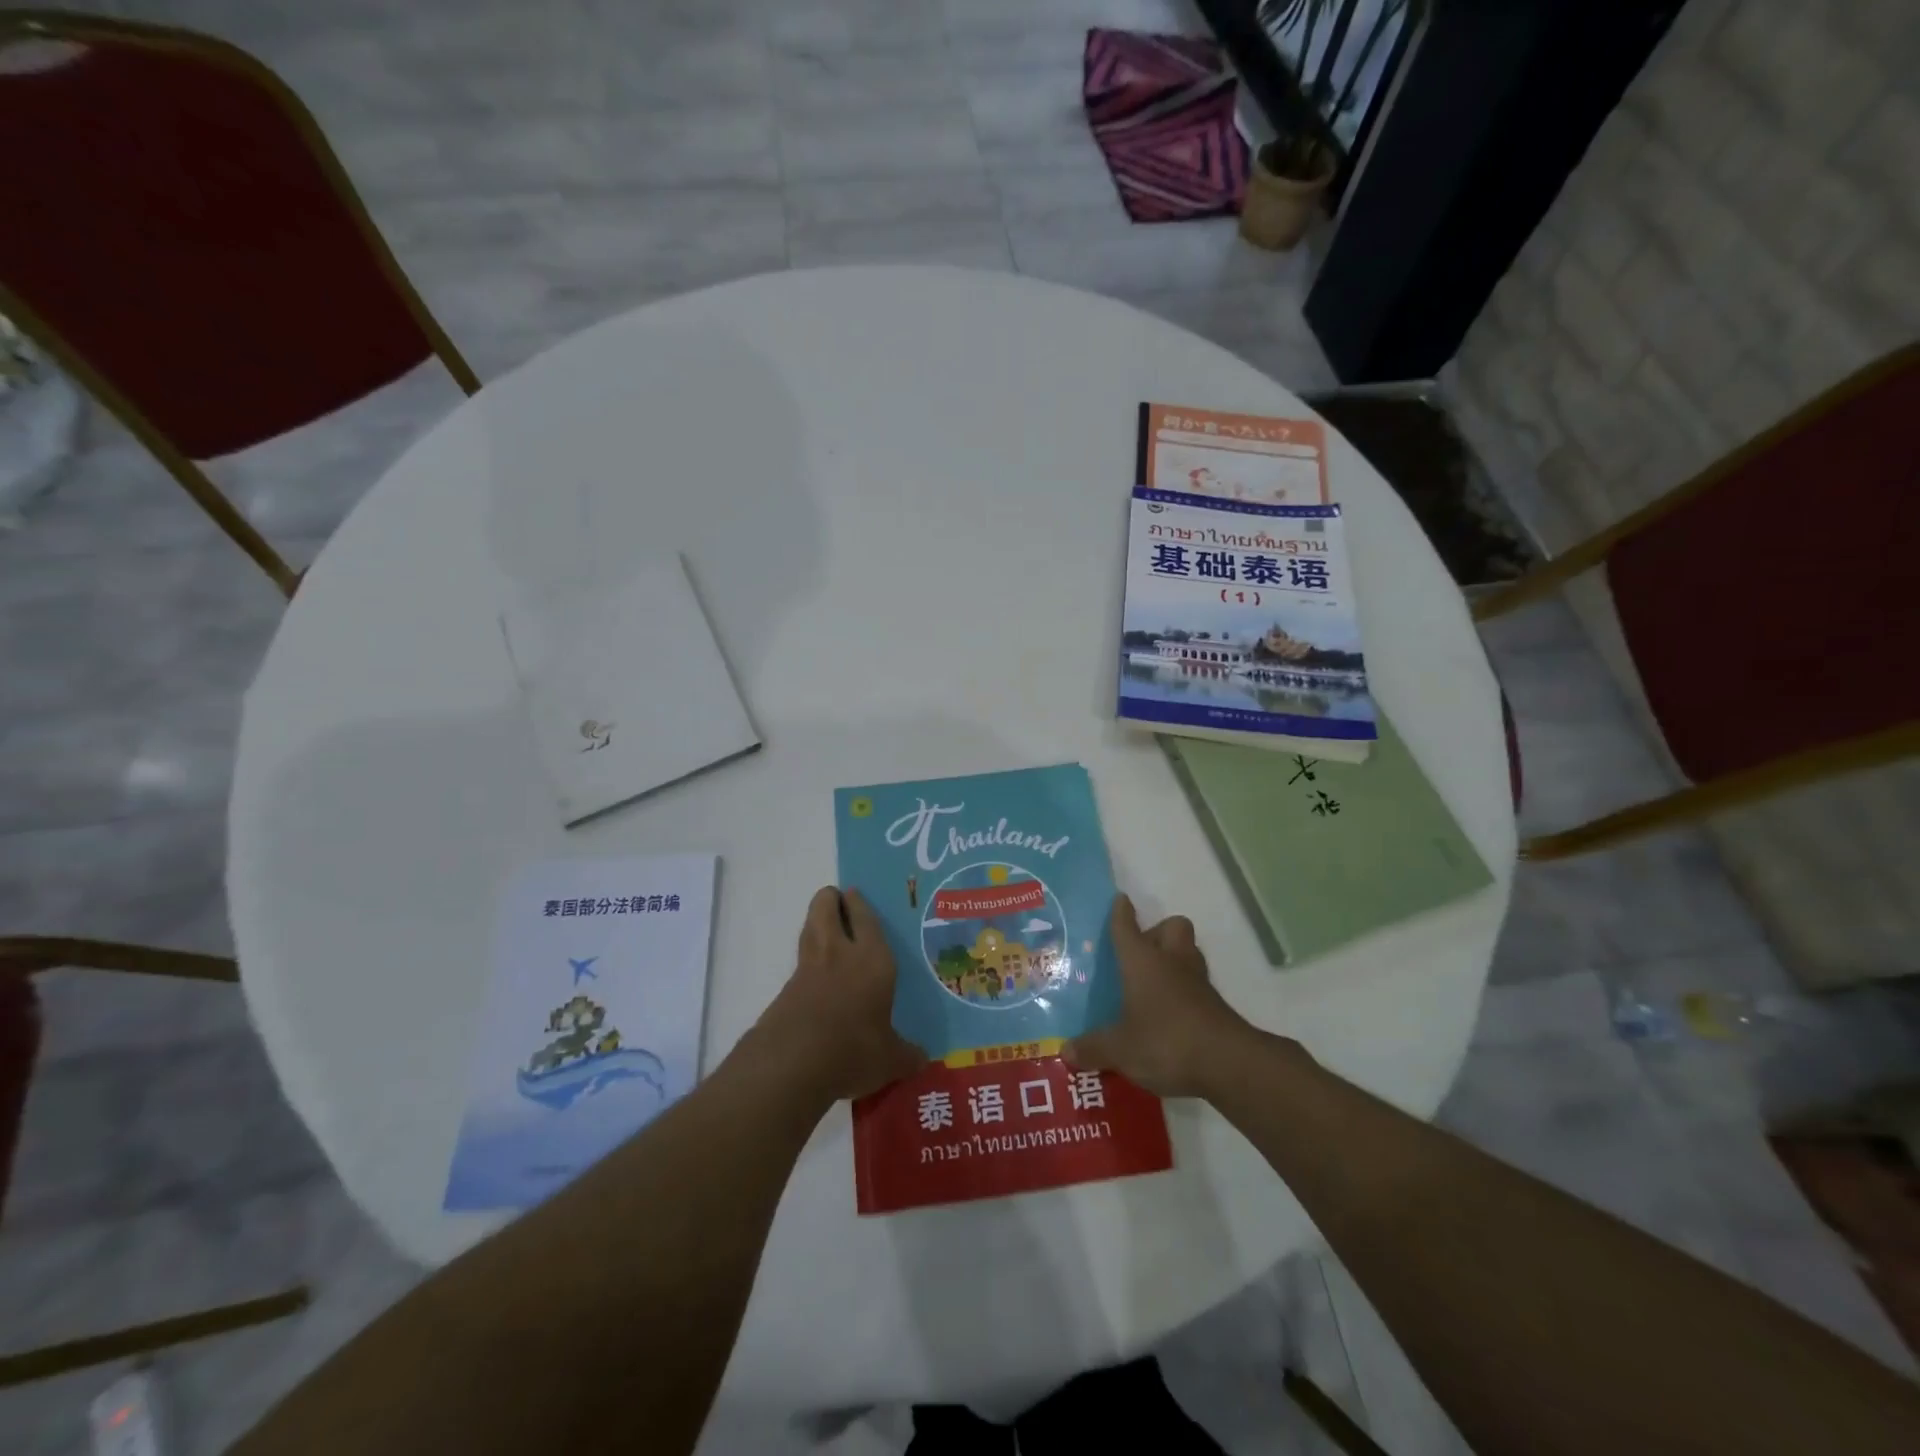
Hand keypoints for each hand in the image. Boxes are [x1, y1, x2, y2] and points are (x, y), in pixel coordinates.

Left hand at [752, 887, 925, 1104]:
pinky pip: (800, 961)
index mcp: (872, 960)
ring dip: (816, 920)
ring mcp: (807, 968)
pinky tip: (816, 977)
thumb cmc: (853, 1050)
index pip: (866, 918)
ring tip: (827, 926)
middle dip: (831, 899)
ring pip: (809, 926)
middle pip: (826, 907)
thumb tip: (922, 1059)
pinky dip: (807, 959)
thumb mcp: (889, 1059)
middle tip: (840, 902)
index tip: (855, 894)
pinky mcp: (785, 989)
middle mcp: (839, 953)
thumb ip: (906, 1055)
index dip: (860, 903)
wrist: (792, 1064)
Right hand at [1064, 895, 1253, 1097]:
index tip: (1120, 899)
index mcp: (1142, 961)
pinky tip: (1170, 1013)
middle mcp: (1171, 962)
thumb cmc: (1166, 1041)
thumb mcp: (1121, 1049)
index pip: (1127, 927)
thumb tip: (1067, 1051)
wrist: (1228, 1064)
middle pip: (1172, 927)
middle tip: (1139, 953)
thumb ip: (1094, 1048)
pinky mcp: (1215, 1005)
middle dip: (1157, 932)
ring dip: (1174, 959)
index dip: (1121, 912)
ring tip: (1153, 982)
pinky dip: (1184, 992)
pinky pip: (1196, 985)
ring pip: (1188, 952)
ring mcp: (1197, 982)